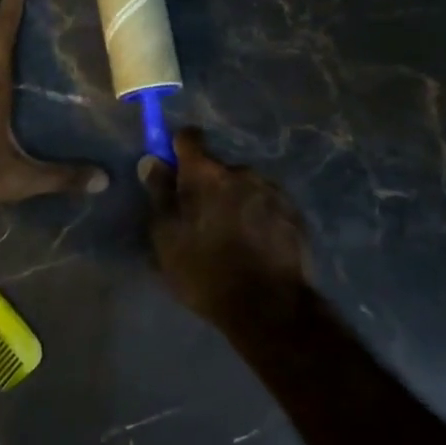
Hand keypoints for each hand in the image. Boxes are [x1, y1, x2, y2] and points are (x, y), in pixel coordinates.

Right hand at [139, 127, 312, 322]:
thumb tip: (152, 161)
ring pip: (244, 186)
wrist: (268, 306)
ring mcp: (272, 191)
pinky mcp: (293, 212)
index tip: (173, 169)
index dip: (178, 148)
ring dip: (234, 201)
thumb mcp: (167, 238)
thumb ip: (159, 194)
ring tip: (231, 237)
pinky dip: (257, 216)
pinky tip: (254, 245)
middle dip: (208, 185)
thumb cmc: (205, 271)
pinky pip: (266, 204)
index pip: (189, 138)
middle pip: (218, 168)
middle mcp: (241, 172)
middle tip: (201, 219)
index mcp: (206, 174)